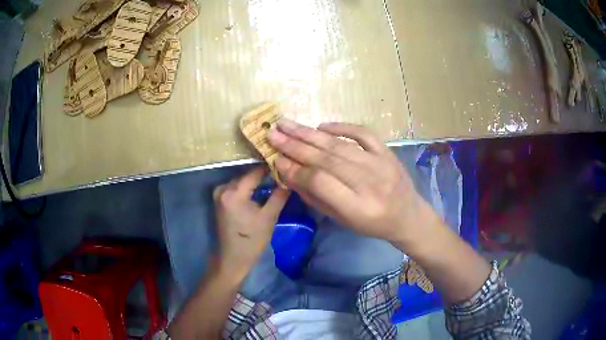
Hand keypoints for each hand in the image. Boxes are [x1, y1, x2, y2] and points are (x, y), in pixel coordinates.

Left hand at [213, 167, 289, 279]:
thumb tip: (288, 178)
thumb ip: (279, 195)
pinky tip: (260, 190)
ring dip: (256, 182)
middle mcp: (223, 188)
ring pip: (242, 181)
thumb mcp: (269, 217)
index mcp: (234, 192)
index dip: (270, 168)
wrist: (232, 258)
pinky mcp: (219, 199)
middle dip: (263, 175)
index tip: (285, 167)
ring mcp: (219, 193)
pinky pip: (236, 187)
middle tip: (281, 175)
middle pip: (247, 175)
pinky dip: (248, 188)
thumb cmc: (251, 240)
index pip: (255, 172)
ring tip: (274, 182)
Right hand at [268, 119, 424, 244]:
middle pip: (327, 159)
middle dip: (295, 146)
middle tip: (272, 134)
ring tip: (286, 125)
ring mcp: (381, 163)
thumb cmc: (372, 224)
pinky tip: (320, 126)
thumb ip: (315, 197)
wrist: (408, 215)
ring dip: (309, 133)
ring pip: (339, 144)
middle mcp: (370, 183)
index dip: (296, 170)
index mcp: (359, 208)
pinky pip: (362, 133)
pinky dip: (341, 127)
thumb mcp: (342, 220)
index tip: (276, 161)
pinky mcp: (387, 151)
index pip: (321, 182)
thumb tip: (289, 172)